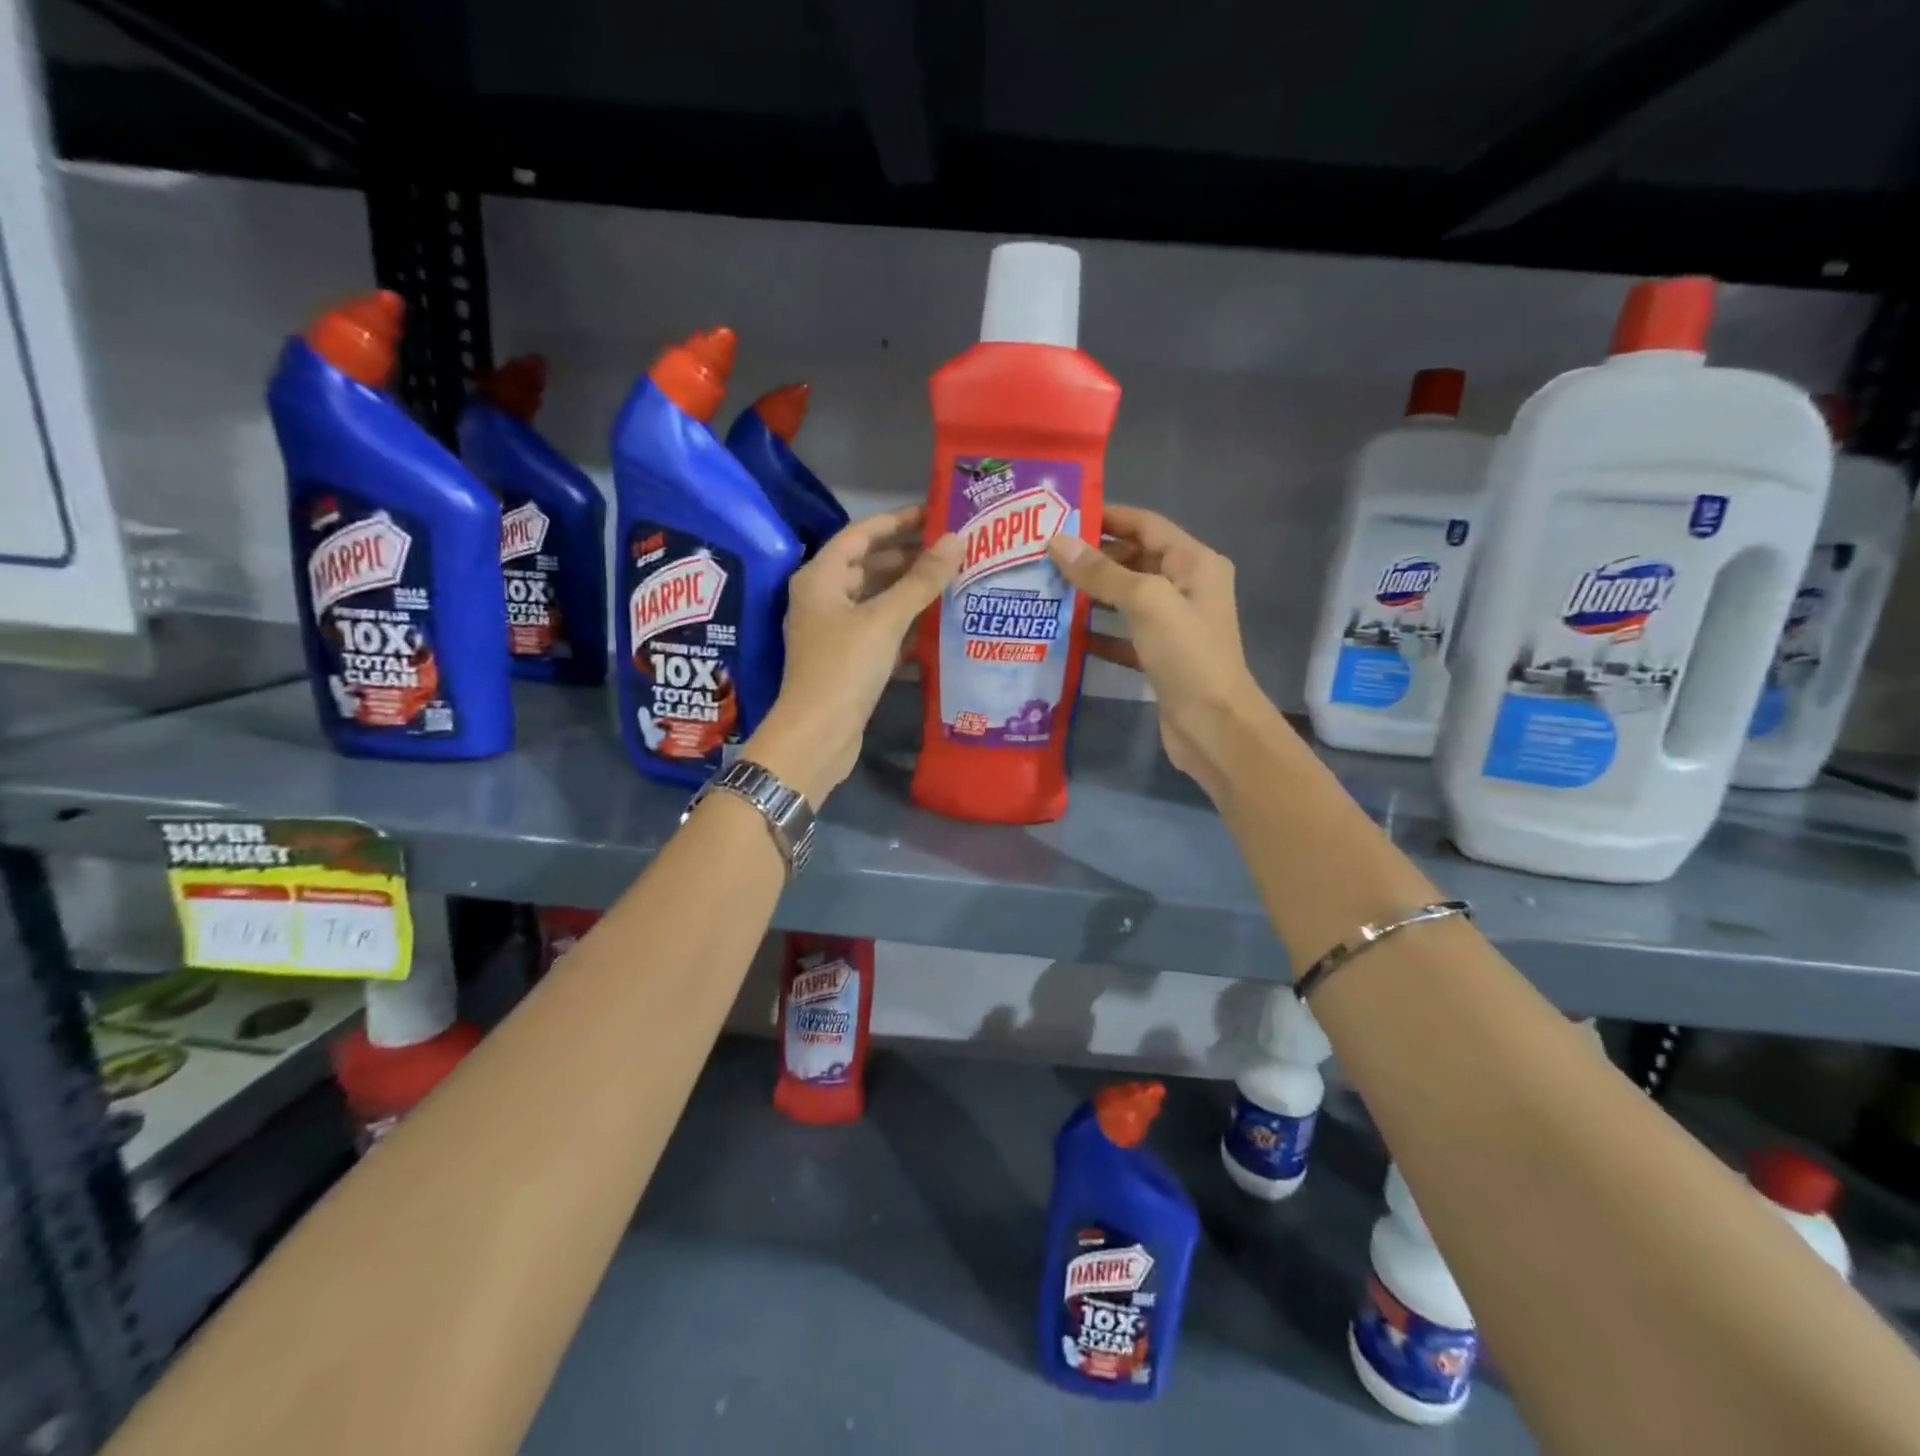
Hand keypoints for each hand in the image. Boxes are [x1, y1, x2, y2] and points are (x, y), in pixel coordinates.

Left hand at [746, 506, 961, 803]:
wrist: (817, 736)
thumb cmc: (844, 667)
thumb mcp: (885, 619)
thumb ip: (921, 580)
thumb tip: (956, 539)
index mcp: (819, 578)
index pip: (860, 535)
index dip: (896, 522)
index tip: (934, 515)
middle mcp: (822, 600)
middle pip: (868, 567)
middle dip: (908, 558)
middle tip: (952, 551)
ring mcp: (833, 633)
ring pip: (875, 602)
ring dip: (909, 594)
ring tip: (953, 584)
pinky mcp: (847, 662)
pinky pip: (879, 634)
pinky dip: (905, 629)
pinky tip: (938, 629)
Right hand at [1048, 505, 1282, 800]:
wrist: (1213, 726)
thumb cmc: (1187, 655)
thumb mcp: (1146, 602)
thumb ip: (1102, 572)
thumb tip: (1057, 541)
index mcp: (1194, 563)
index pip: (1146, 524)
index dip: (1107, 517)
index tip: (1062, 516)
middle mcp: (1186, 587)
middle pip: (1134, 559)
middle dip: (1093, 556)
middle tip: (1043, 555)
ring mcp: (1173, 625)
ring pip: (1125, 598)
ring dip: (1090, 594)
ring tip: (1045, 587)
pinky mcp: (1158, 657)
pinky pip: (1122, 634)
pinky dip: (1097, 632)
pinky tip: (1064, 633)